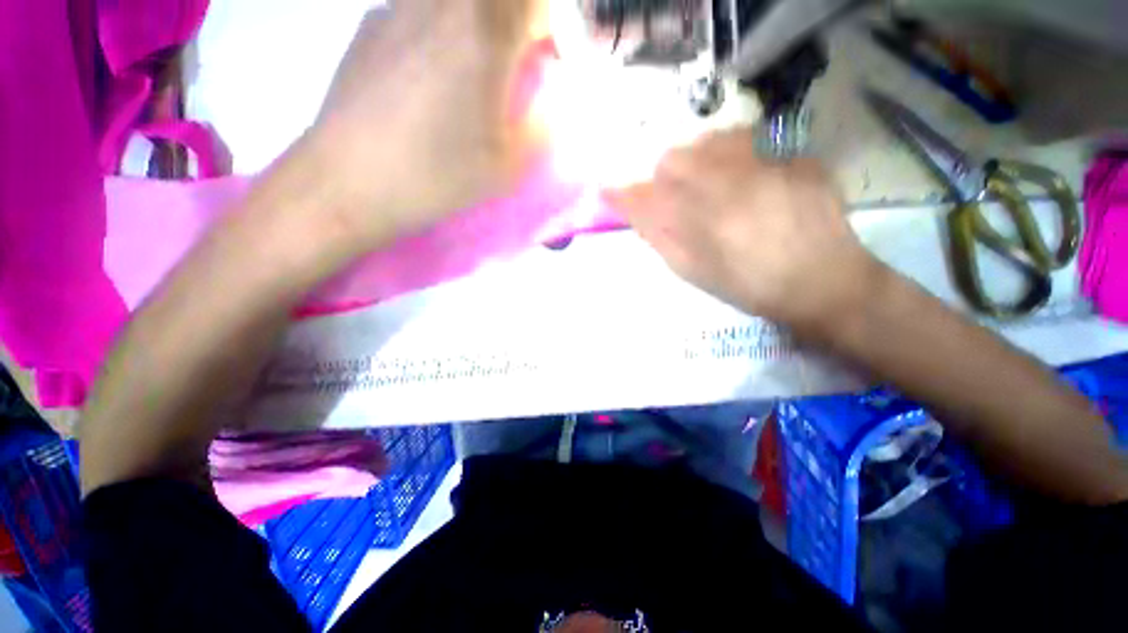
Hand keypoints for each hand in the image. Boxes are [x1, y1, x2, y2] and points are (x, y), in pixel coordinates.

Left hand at [306, 0, 548, 242]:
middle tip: (519, 62)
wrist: (349, 182)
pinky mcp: (369, 25)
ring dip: (479, 27)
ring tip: (476, 73)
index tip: (555, 62)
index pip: (538, 3)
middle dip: (518, 23)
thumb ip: (539, 128)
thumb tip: (546, 107)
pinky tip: (431, 78)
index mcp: (482, 31)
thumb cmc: (437, 174)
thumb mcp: (507, 165)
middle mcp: (440, 1)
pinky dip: (441, 31)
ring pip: (458, 4)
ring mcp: (398, 6)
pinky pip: (422, 12)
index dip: (558, 27)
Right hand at [605, 129, 887, 338]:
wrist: (824, 283)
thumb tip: (634, 210)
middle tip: (673, 194)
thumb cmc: (751, 286)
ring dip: (698, 158)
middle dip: (664, 175)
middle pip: (676, 158)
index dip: (626, 193)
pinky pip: (751, 141)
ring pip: (712, 141)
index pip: (647, 196)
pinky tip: (746, 177)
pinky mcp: (796, 158)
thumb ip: (661, 237)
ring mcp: (768, 165)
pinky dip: (736, 153)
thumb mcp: (696, 272)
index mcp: (703, 219)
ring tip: (709, 182)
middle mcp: (731, 183)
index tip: (612, 191)